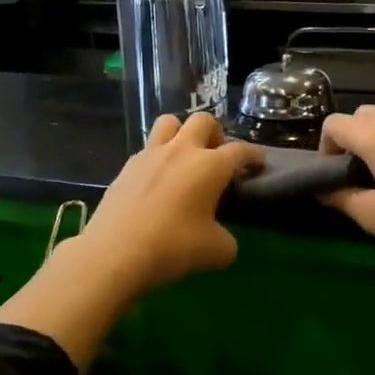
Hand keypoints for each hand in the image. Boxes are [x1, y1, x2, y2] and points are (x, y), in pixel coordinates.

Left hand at [72, 112, 263, 295]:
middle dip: (215, 134)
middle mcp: (181, 151)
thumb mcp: (217, 252)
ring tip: (185, 158)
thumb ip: (227, 240)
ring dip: (182, 133)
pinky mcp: (126, 168)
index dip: (253, 155)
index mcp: (210, 165)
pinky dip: (158, 158)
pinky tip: (158, 182)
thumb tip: (222, 239)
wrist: (116, 253)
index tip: (259, 163)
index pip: (240, 151)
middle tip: (217, 157)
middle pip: (203, 121)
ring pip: (169, 122)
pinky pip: (147, 149)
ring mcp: (150, 155)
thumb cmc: (174, 247)